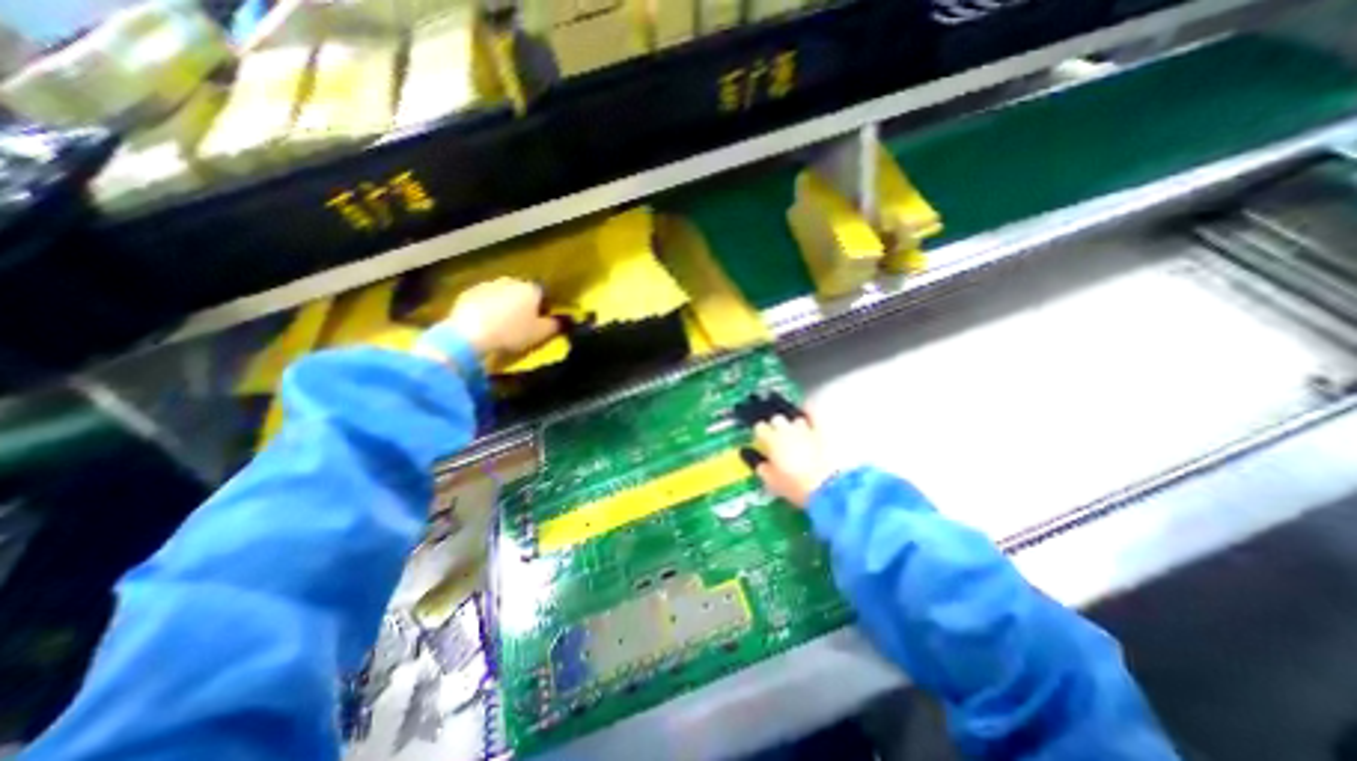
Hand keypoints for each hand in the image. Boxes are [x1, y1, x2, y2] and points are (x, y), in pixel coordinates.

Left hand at [440, 276, 556, 355]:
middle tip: (524, 322)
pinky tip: (486, 323)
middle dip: (525, 303)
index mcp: (531, 288)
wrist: (469, 335)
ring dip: (506, 304)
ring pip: (503, 293)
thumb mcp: (541, 333)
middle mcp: (511, 281)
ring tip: (504, 323)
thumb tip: (567, 320)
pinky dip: (488, 307)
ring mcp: (488, 285)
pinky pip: (485, 299)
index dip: (545, 306)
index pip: (544, 293)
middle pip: (523, 291)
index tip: (543, 319)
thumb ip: (556, 325)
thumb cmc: (512, 333)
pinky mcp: (468, 293)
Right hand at [751, 414, 838, 506]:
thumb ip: (764, 470)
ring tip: (800, 436)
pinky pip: (814, 411)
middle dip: (778, 428)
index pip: (760, 428)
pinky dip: (810, 411)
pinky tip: (810, 414)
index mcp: (772, 441)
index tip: (764, 442)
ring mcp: (806, 427)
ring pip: (796, 419)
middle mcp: (787, 429)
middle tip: (781, 441)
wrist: (830, 488)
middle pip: (777, 419)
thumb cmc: (798, 487)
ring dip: (796, 426)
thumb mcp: (774, 483)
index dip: (762, 435)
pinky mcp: (824, 429)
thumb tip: (762, 465)